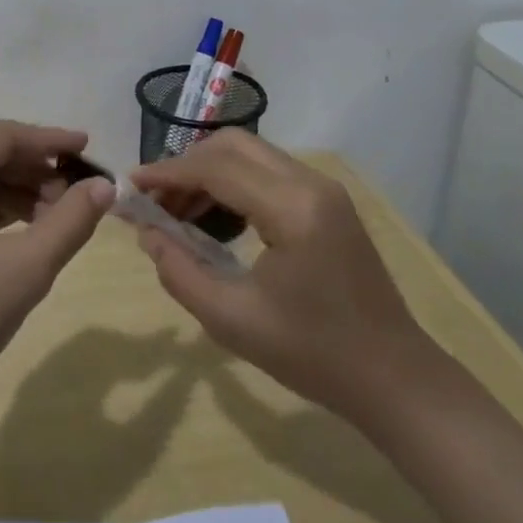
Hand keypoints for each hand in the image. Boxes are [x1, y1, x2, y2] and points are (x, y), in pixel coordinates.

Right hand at [130, 131, 428, 420]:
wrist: (392, 377)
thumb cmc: (313, 354)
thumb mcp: (232, 320)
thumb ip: (180, 271)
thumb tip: (146, 233)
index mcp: (292, 208)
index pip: (216, 168)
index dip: (167, 173)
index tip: (130, 185)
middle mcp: (310, 183)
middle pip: (232, 146)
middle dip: (186, 166)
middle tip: (155, 202)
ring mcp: (323, 189)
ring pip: (250, 154)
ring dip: (209, 173)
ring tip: (177, 215)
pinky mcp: (327, 202)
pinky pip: (268, 173)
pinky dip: (233, 184)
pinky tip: (215, 221)